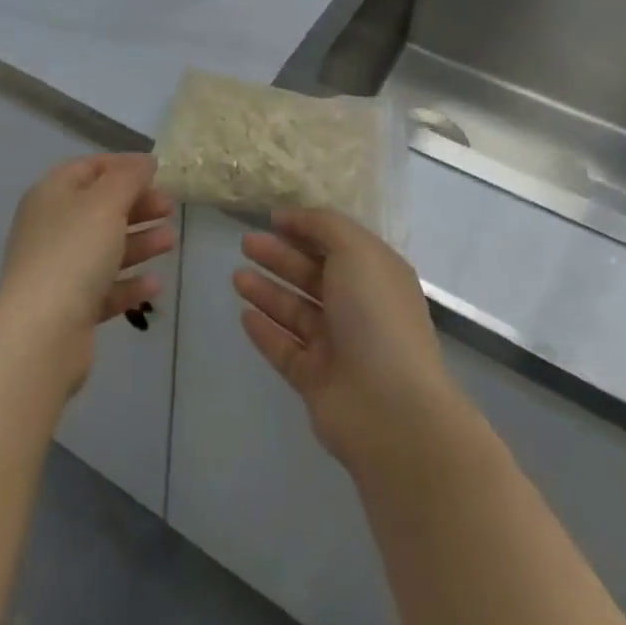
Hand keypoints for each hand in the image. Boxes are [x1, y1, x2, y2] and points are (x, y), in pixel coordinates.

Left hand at [0, 154, 175, 389]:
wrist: (41, 334)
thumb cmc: (74, 253)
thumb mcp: (106, 202)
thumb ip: (128, 177)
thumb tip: (145, 161)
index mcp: (52, 194)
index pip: (89, 168)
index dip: (123, 165)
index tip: (158, 171)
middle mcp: (51, 227)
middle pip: (99, 207)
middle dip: (136, 205)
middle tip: (170, 208)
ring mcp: (58, 269)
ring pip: (104, 247)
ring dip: (139, 241)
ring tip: (171, 241)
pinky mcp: (69, 307)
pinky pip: (104, 287)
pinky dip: (129, 282)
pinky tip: (154, 284)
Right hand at [235, 207, 468, 475]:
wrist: (389, 407)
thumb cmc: (375, 315)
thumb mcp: (355, 251)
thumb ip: (323, 226)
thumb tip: (291, 217)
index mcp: (376, 276)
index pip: (337, 244)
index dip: (306, 229)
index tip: (272, 219)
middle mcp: (358, 308)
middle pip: (312, 276)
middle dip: (279, 257)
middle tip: (245, 243)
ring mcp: (337, 347)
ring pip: (295, 311)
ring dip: (267, 291)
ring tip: (236, 276)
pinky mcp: (316, 380)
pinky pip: (285, 349)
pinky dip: (265, 331)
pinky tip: (244, 315)